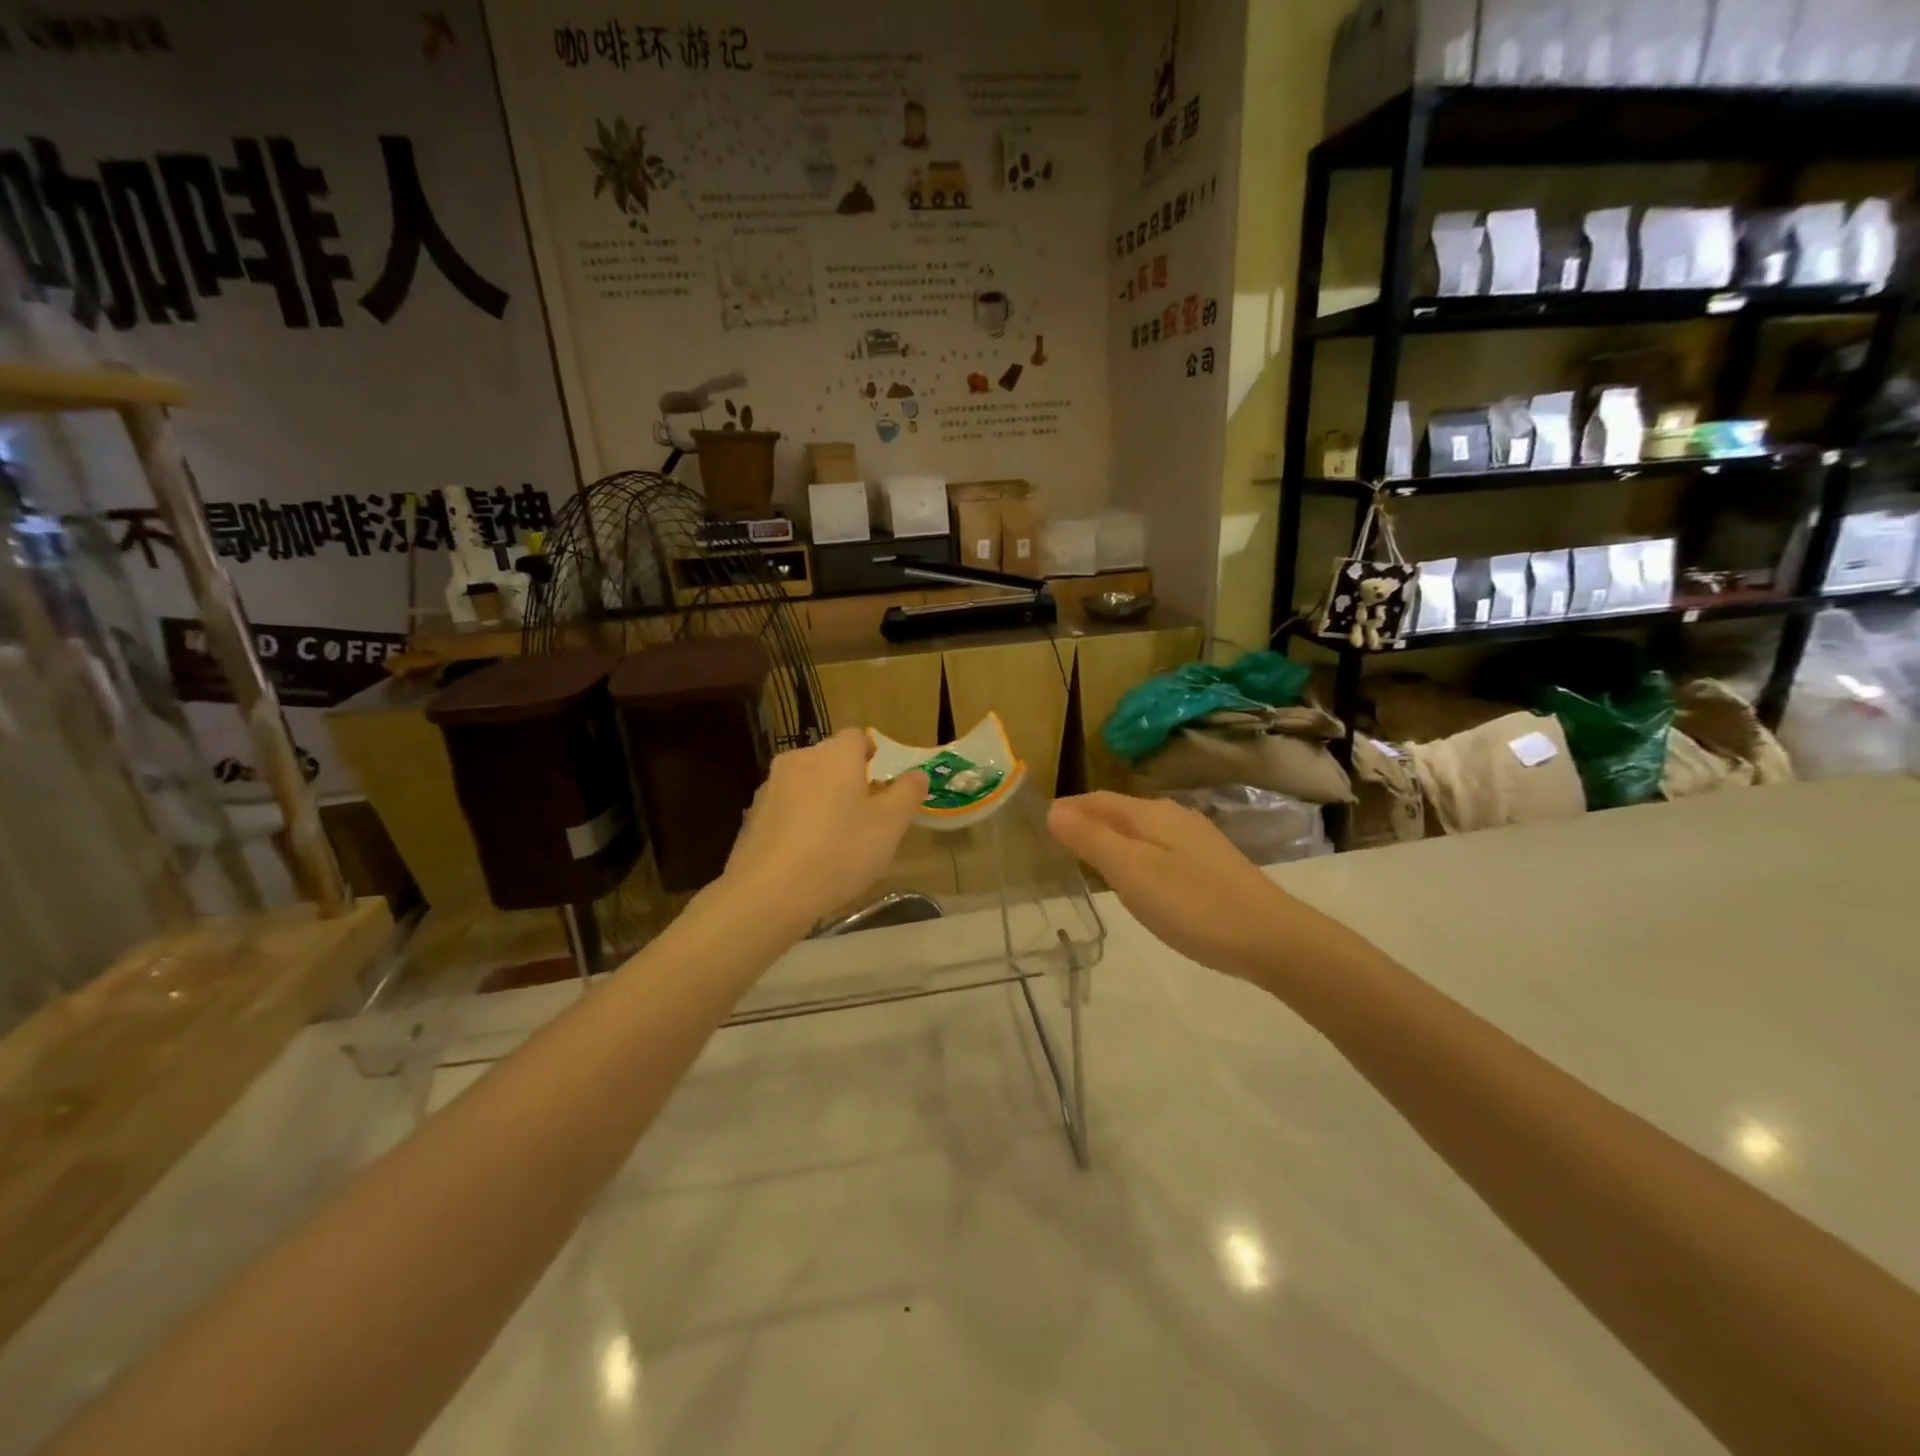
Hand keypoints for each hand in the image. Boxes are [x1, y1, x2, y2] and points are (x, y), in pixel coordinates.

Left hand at [722, 729, 927, 931]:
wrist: (770, 892)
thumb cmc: (840, 850)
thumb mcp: (890, 825)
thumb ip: (907, 794)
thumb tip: (917, 774)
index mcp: (834, 755)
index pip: (856, 737)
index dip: (871, 754)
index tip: (880, 781)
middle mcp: (799, 761)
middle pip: (828, 760)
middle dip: (846, 779)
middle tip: (864, 814)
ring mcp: (769, 789)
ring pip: (804, 785)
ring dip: (820, 801)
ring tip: (835, 839)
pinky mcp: (751, 818)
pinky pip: (784, 811)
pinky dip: (798, 824)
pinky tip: (806, 857)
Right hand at [1047, 792, 1321, 981]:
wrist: (1271, 937)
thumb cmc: (1192, 904)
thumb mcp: (1132, 872)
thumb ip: (1092, 839)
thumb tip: (1054, 809)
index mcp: (1150, 813)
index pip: (1097, 799)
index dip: (1069, 808)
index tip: (1040, 822)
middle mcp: (1173, 817)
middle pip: (1119, 810)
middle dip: (1088, 819)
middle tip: (1057, 841)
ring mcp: (1196, 840)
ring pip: (1140, 829)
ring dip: (1111, 837)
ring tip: (1087, 857)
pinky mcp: (1210, 864)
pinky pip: (1158, 847)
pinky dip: (1135, 853)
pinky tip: (1137, 875)